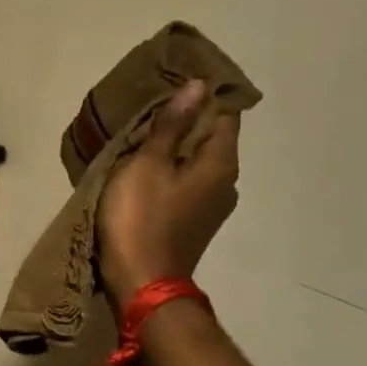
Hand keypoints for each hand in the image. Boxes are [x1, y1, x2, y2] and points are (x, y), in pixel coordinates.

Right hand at [96, 79, 239, 299]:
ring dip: (174, 147)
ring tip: (141, 134)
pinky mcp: (192, 221)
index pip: (224, 115)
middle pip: (210, 138)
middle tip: (149, 106)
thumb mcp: (148, 164)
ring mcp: (210, 206)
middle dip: (185, 120)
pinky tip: (142, 167)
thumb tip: (198, 87)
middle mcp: (225, 183)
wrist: (141, 281)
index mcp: (220, 164)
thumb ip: (171, 125)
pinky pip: (185, 182)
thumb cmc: (142, 217)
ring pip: (196, 162)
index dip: (202, 97)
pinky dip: (169, 169)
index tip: (172, 84)